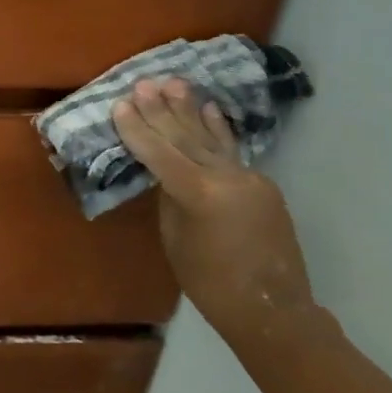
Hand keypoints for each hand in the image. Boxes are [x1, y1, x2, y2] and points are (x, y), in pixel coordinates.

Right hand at [113, 78, 309, 341]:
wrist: (271, 309)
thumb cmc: (210, 283)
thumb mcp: (176, 239)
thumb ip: (171, 199)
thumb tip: (168, 174)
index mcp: (199, 194)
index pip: (160, 153)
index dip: (137, 130)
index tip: (120, 104)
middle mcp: (227, 178)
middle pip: (185, 137)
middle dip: (161, 110)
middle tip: (144, 83)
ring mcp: (249, 179)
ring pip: (211, 138)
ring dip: (190, 110)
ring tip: (174, 83)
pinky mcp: (262, 185)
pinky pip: (232, 151)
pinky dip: (218, 129)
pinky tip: (210, 109)